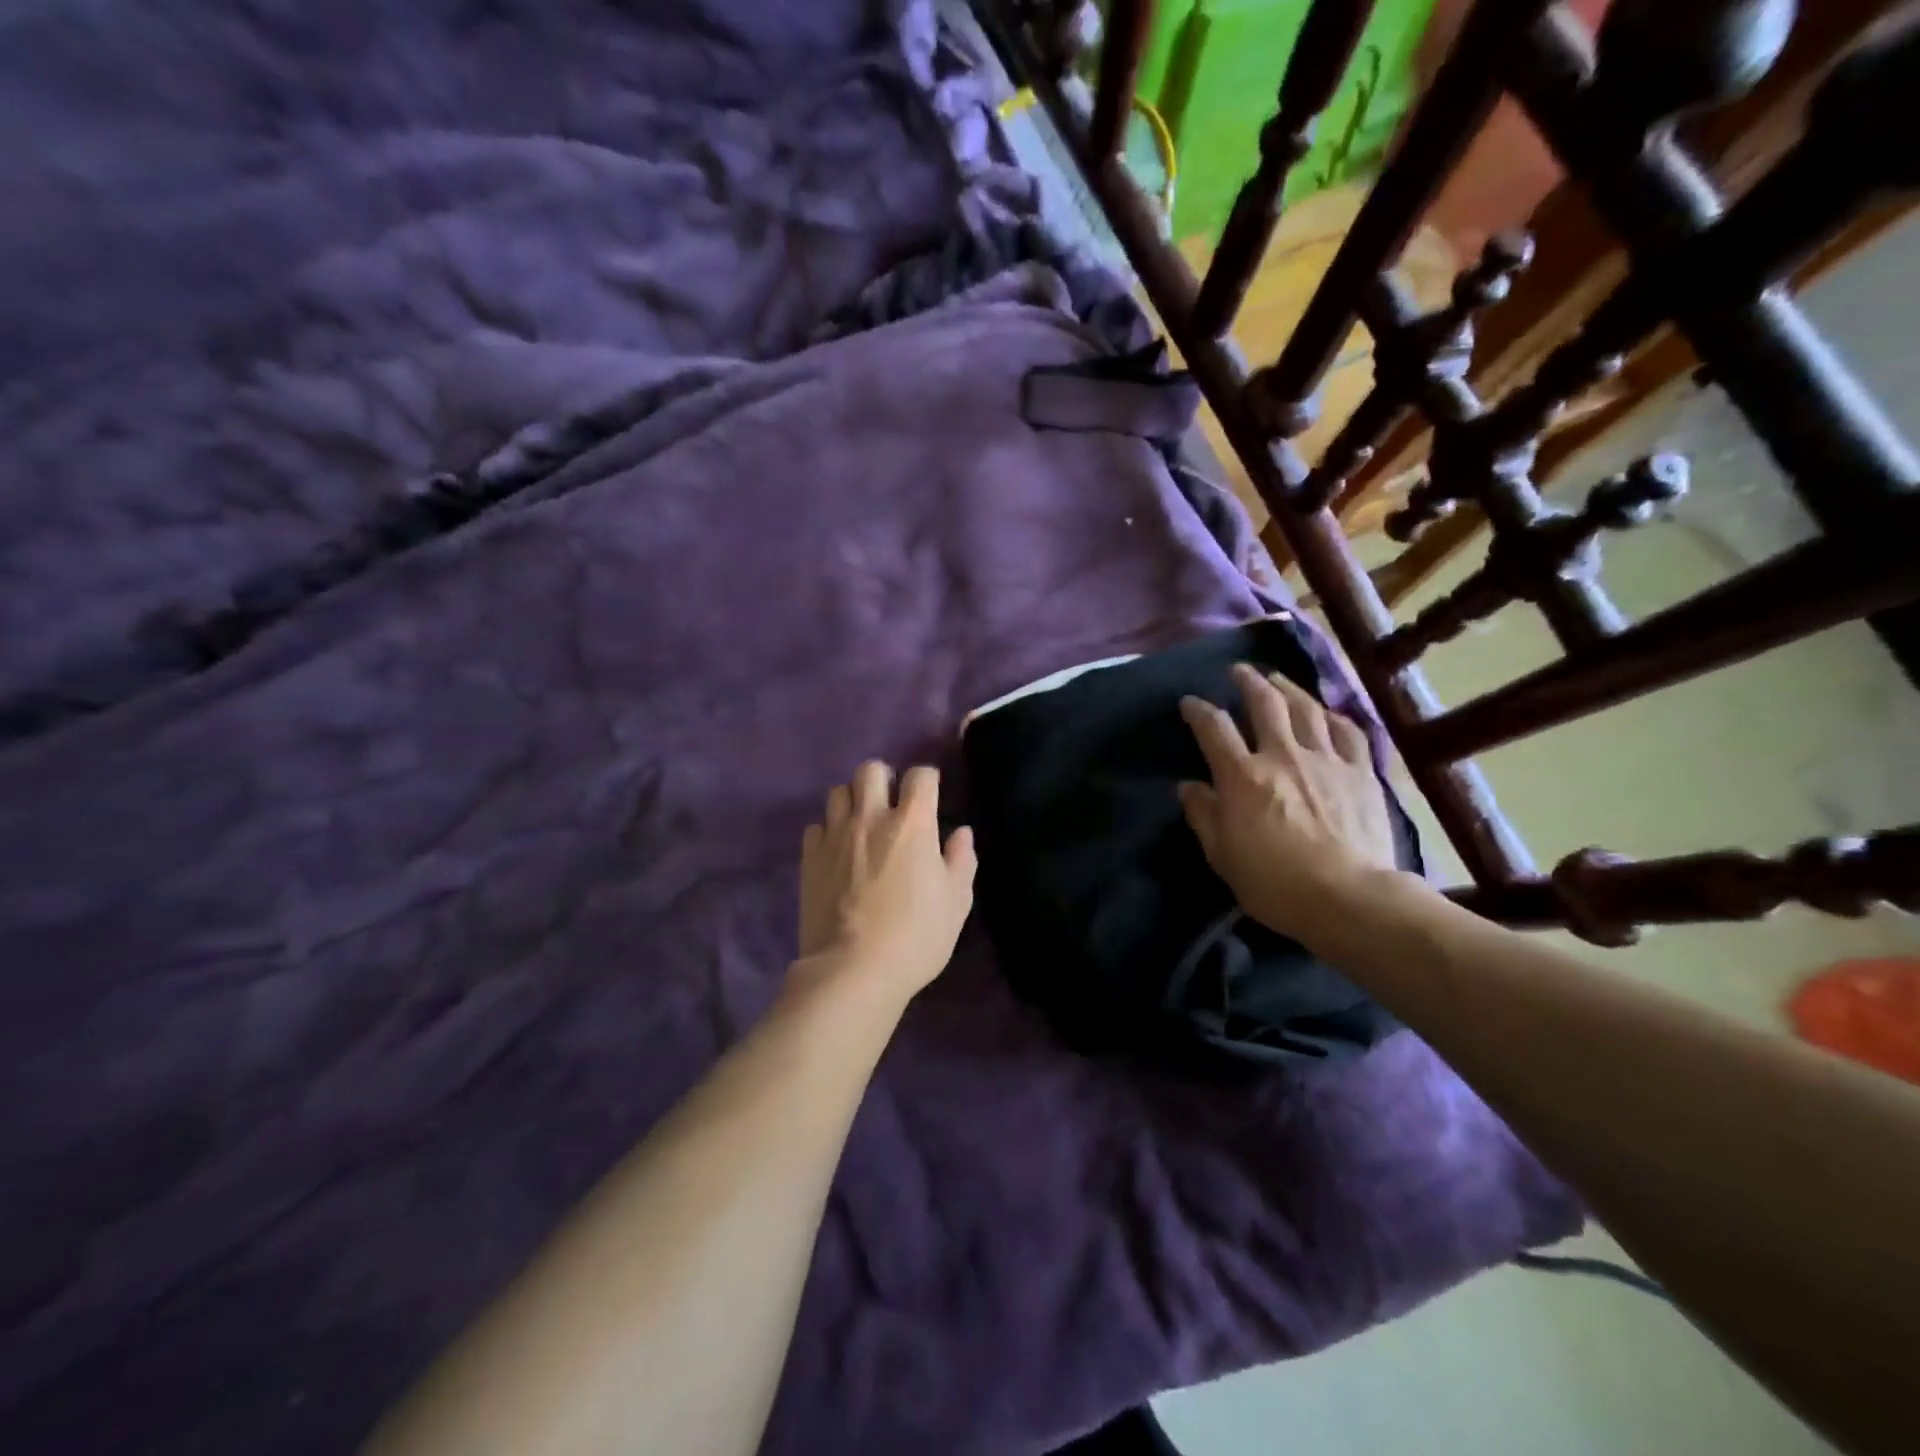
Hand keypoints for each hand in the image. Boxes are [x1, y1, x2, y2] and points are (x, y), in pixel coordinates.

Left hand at [797, 762, 976, 1003]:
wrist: (853, 970)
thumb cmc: (915, 936)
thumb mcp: (956, 902)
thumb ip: (961, 860)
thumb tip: (961, 832)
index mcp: (912, 823)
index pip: (920, 775)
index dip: (928, 779)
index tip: (931, 795)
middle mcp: (871, 817)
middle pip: (871, 769)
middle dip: (884, 778)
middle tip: (892, 804)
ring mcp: (835, 835)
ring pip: (838, 791)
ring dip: (853, 800)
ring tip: (862, 824)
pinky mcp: (809, 857)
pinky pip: (816, 826)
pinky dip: (828, 831)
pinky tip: (837, 851)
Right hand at [1178, 663, 1403, 942]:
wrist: (1349, 898)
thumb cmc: (1275, 883)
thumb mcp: (1222, 856)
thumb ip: (1204, 815)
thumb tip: (1189, 787)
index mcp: (1243, 776)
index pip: (1214, 728)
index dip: (1198, 710)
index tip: (1190, 703)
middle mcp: (1283, 755)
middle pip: (1264, 703)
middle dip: (1248, 682)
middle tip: (1239, 671)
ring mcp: (1327, 759)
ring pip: (1307, 708)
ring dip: (1288, 688)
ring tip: (1278, 679)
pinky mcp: (1362, 772)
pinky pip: (1349, 731)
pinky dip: (1334, 716)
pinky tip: (1328, 712)